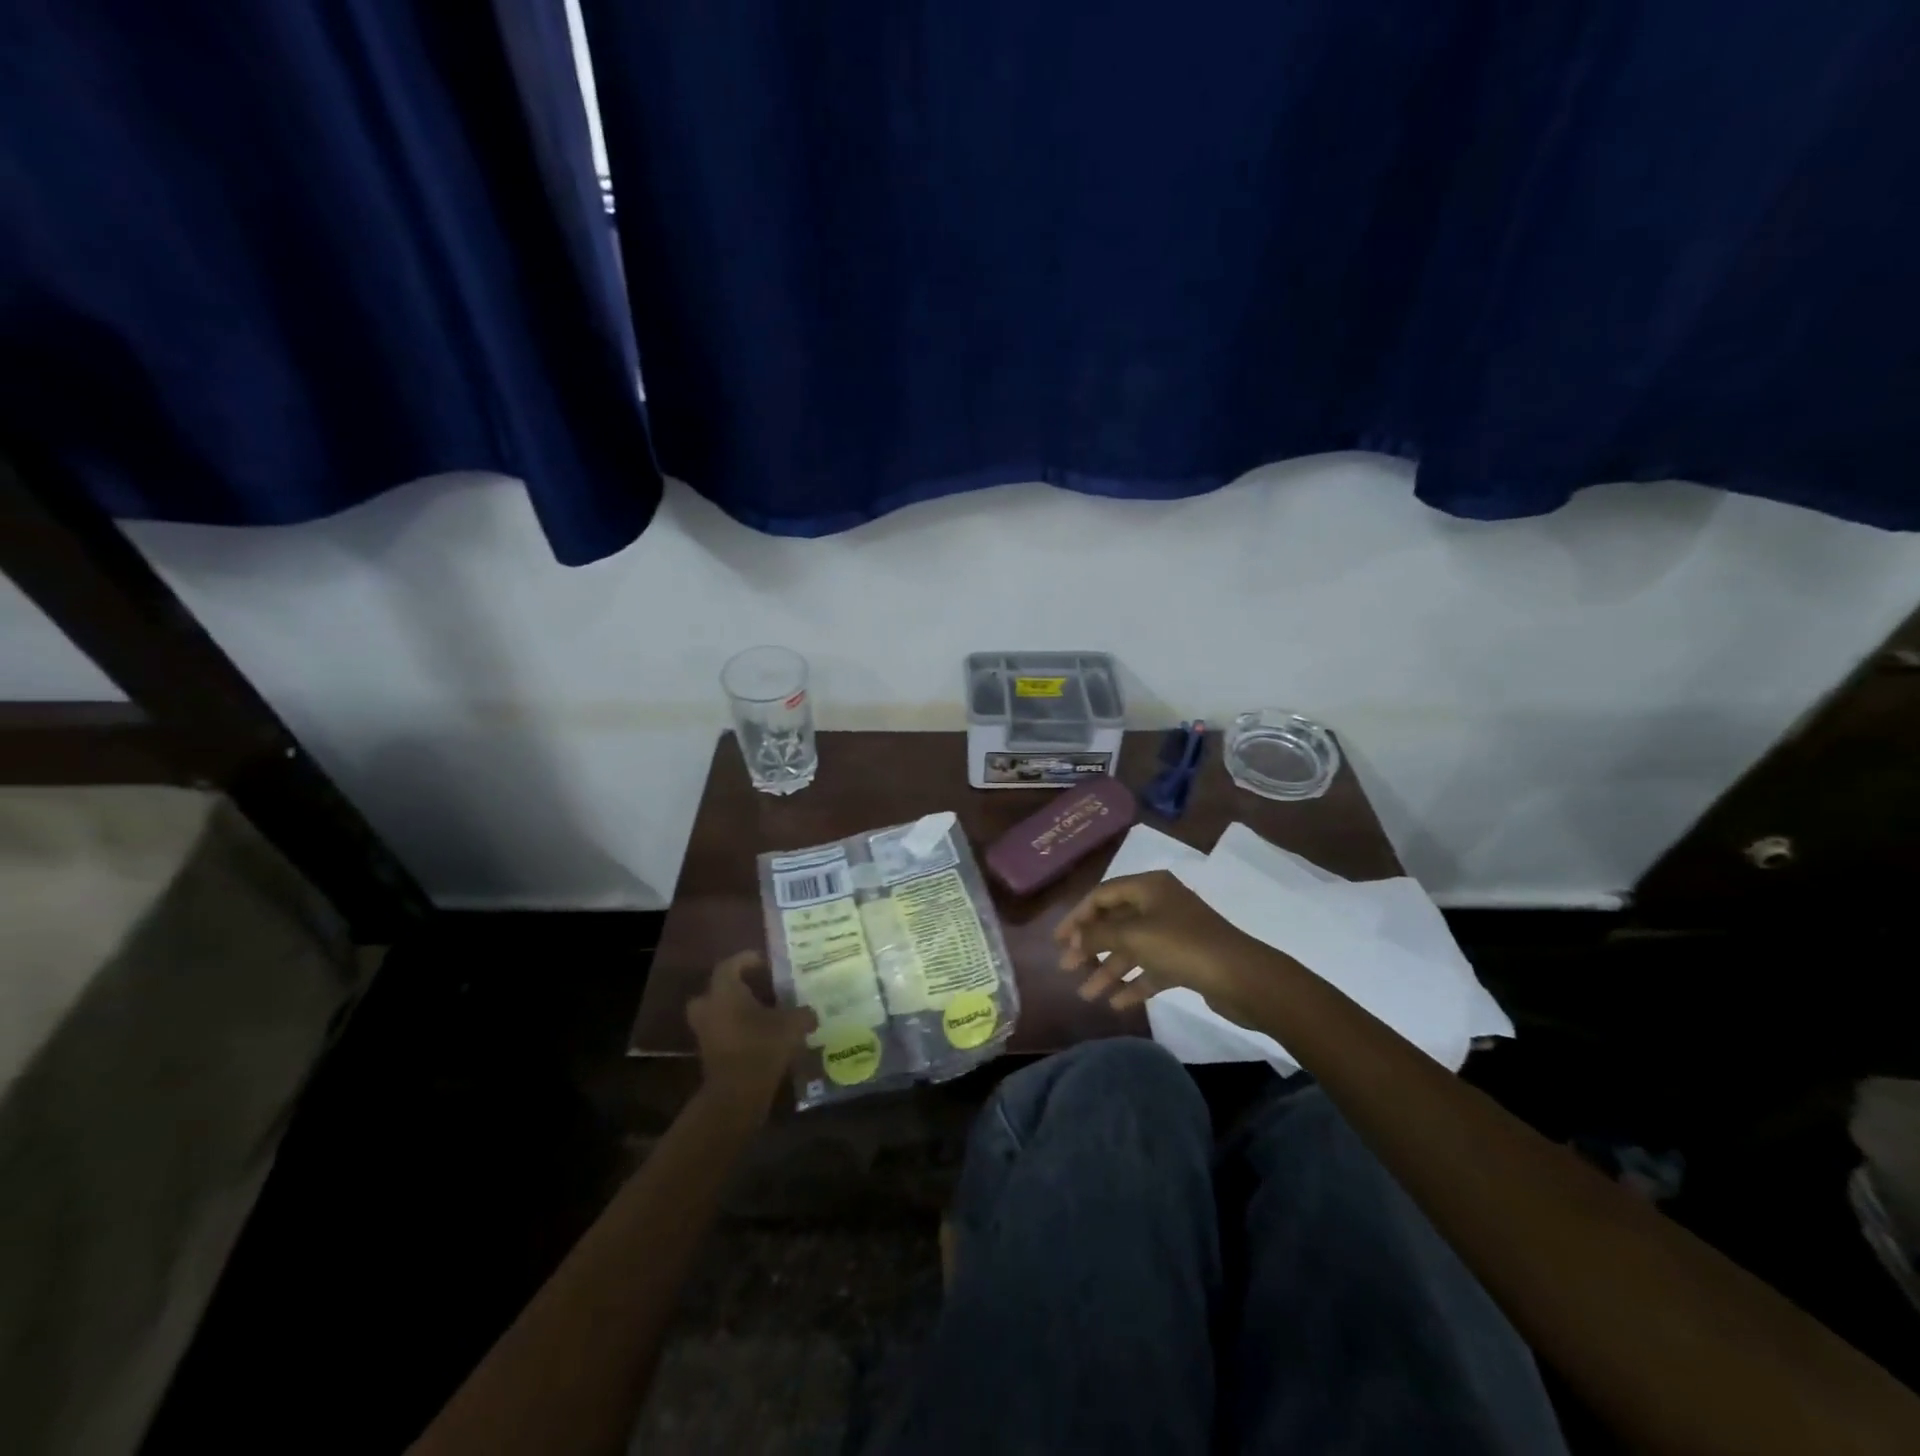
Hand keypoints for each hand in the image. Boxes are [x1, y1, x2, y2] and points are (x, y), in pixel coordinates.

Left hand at [686, 952, 813, 1118]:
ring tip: (761, 1014)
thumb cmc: (762, 1046)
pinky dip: (736, 1032)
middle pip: (716, 990)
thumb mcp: (792, 1024)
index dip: (747, 960)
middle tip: (757, 989)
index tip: (765, 962)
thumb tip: (811, 1013)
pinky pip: (722, 1034)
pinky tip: (760, 1036)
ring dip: (735, 1012)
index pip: (730, 965)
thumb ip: (803, 1013)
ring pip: (717, 1013)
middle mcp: (709, 1008)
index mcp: (725, 991)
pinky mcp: (709, 1056)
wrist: (736, 1094)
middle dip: (734, 988)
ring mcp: (705, 1033)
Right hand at [1055, 870, 1274, 1024]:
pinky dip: (1133, 983)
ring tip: (1087, 995)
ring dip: (1109, 970)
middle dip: (1091, 946)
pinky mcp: (1186, 960)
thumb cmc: (1183, 945)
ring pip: (1132, 948)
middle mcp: (1160, 904)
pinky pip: (1151, 968)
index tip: (1058, 941)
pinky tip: (1116, 1003)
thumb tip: (1074, 938)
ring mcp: (1174, 932)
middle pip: (1116, 922)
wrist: (1242, 977)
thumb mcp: (1134, 935)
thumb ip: (1098, 935)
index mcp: (1149, 887)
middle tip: (1067, 968)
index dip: (1077, 916)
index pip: (1102, 895)